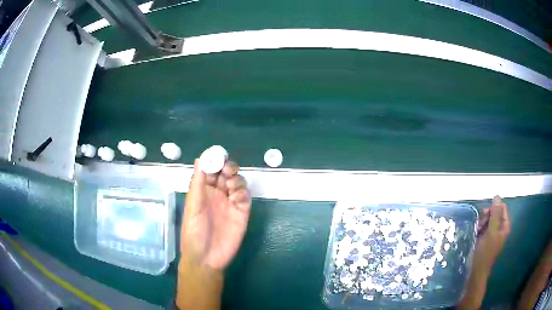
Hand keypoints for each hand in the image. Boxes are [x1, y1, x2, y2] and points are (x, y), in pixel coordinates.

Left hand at [181, 159, 251, 269]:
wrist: (206, 258)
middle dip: (228, 167)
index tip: (218, 154)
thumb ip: (198, 184)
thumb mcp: (192, 207)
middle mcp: (217, 194)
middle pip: (226, 173)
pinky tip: (237, 198)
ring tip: (231, 187)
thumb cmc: (193, 233)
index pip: (210, 170)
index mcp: (203, 191)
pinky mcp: (242, 212)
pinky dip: (243, 192)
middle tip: (227, 170)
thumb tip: (200, 159)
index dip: (214, 160)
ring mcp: (230, 203)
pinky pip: (245, 196)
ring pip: (237, 182)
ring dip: (236, 179)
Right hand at [473, 196, 510, 269]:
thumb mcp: (491, 232)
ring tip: (477, 230)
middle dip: (486, 216)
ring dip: (482, 223)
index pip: (501, 208)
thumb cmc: (485, 253)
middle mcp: (500, 229)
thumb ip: (495, 214)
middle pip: (494, 213)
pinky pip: (484, 228)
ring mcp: (493, 235)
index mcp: (505, 226)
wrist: (476, 272)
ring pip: (488, 220)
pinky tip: (476, 235)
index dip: (493, 209)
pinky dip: (480, 229)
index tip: (485, 215)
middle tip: (480, 224)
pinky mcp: (486, 239)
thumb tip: (497, 196)